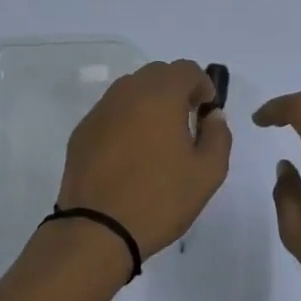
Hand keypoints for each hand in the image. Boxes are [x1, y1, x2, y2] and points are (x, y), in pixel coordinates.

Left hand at [56, 60, 231, 261]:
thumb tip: (212, 116)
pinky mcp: (82, 133)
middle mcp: (126, 93)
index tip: (206, 112)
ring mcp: (100, 112)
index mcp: (159, 96)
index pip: (186, 69)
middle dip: (176, 90)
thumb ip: (218, 135)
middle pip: (156, 74)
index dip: (203, 85)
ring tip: (158, 140)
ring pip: (130, 91)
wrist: (97, 230)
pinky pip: (111, 113)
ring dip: (149, 103)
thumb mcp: (208, 172)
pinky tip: (130, 155)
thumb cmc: (160, 199)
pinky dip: (126, 121)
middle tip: (185, 123)